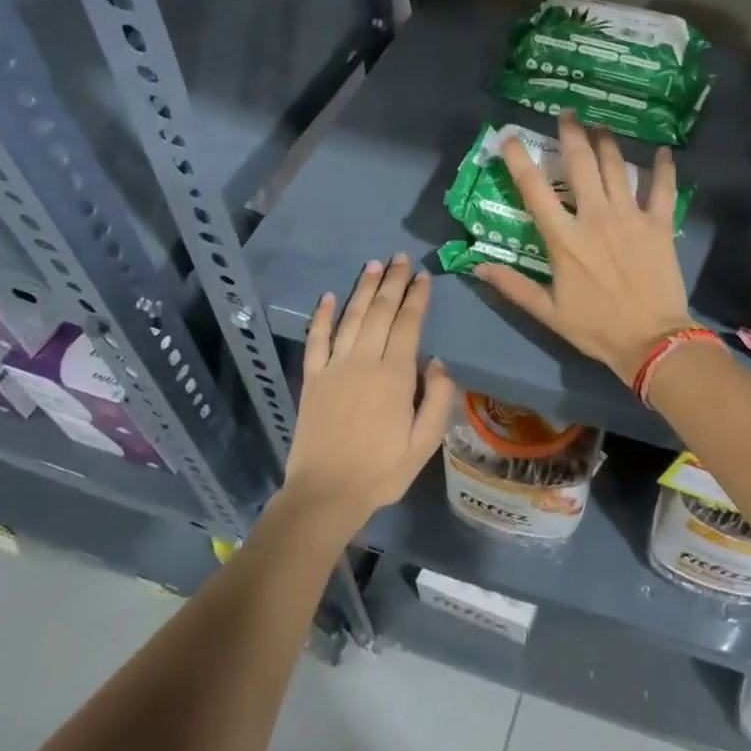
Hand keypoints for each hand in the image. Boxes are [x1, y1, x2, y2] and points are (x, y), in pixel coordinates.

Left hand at [281, 256, 455, 528]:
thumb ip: (437, 398)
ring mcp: (334, 367)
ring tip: (374, 266)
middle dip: (393, 282)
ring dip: (363, 290)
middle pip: (380, 312)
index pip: (408, 324)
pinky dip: (322, 316)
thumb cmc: (383, 470)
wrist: (327, 492)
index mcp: (395, 375)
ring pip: (351, 318)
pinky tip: (328, 296)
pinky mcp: (312, 379)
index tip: (423, 276)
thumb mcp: (426, 441)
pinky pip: (316, 339)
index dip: (417, 298)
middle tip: (400, 258)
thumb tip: (436, 362)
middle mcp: (364, 361)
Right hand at [474, 110, 694, 384]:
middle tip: (567, 114)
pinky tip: (663, 151)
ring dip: (607, 142)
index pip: (535, 191)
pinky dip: (664, 168)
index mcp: (564, 239)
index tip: (511, 137)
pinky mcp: (659, 224)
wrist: (651, 341)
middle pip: (581, 164)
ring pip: (617, 167)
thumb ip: (513, 286)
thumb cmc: (596, 328)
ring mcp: (631, 218)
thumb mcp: (548, 312)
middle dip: (571, 134)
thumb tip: (477, 266)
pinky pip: (662, 188)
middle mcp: (596, 218)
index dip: (520, 160)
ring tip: (600, 125)